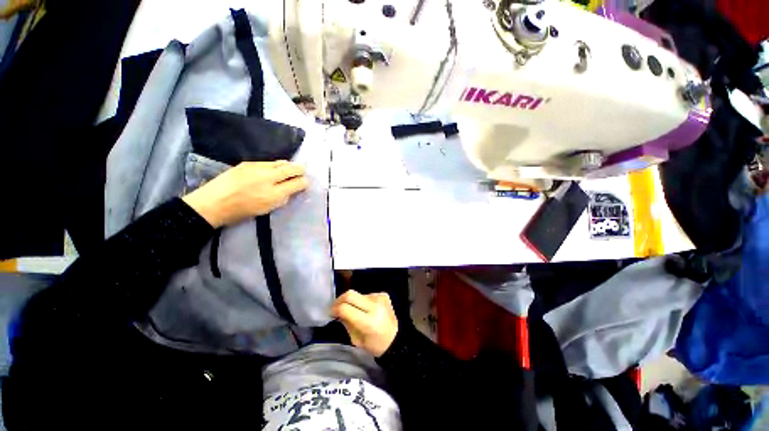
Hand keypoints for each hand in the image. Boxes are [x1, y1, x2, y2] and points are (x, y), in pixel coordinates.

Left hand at [183, 161, 307, 227]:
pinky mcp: (248, 163)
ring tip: (289, 170)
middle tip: (303, 172)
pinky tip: (272, 170)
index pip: (298, 183)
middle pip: (292, 168)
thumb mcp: (267, 209)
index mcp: (274, 194)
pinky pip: (268, 162)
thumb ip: (283, 198)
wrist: (213, 203)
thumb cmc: (242, 211)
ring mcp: (257, 168)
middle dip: (300, 170)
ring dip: (288, 166)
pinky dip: (275, 165)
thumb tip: (293, 189)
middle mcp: (268, 178)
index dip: (304, 182)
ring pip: (281, 162)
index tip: (305, 183)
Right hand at [331, 290, 398, 356]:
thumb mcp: (356, 340)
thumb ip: (346, 323)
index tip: (330, 312)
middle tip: (336, 307)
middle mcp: (374, 306)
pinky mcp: (383, 295)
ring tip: (354, 311)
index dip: (334, 309)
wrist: (396, 340)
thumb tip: (337, 311)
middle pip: (350, 294)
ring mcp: (380, 298)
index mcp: (368, 321)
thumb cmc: (375, 345)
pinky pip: (367, 295)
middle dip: (339, 299)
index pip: (345, 308)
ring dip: (352, 302)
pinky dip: (362, 301)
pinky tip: (365, 309)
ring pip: (358, 294)